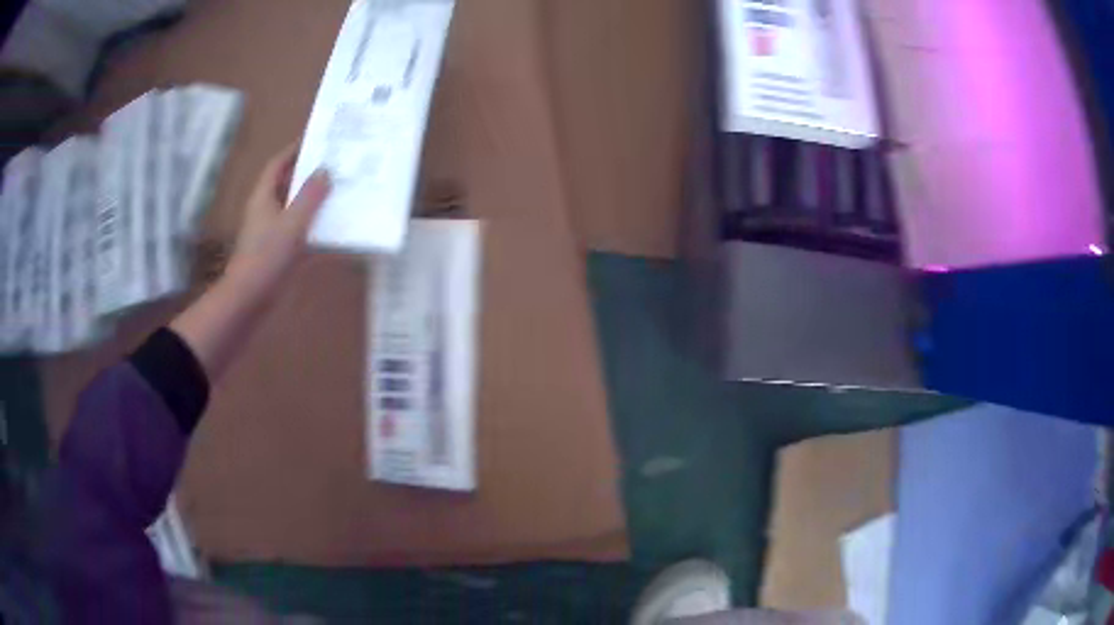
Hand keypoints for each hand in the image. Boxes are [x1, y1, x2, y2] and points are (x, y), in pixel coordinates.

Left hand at [172, 146, 330, 381]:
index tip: (316, 139)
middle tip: (335, 165)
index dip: (294, 150)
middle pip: (287, 185)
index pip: (277, 165)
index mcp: (263, 198)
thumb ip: (310, 197)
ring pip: (295, 209)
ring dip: (314, 202)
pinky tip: (335, 232)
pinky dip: (314, 229)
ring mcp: (271, 233)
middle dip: (308, 175)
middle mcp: (265, 211)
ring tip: (341, 193)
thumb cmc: (267, 256)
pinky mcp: (278, 253)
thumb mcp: (292, 223)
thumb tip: (325, 171)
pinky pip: (299, 233)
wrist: (249, 300)